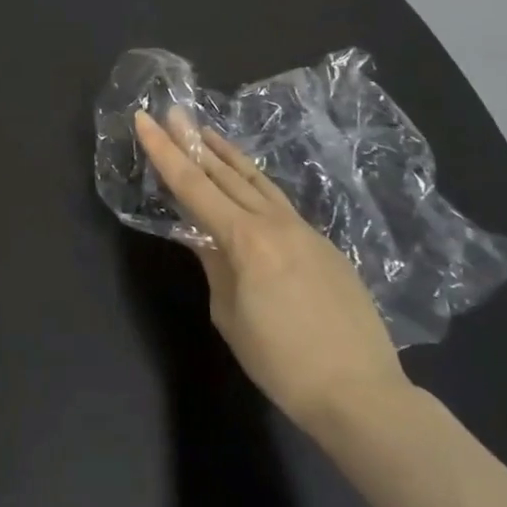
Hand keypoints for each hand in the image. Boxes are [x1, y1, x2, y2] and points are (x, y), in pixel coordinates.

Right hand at [133, 108, 408, 432]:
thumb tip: (200, 235)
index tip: (144, 119)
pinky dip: (254, 183)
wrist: (362, 394)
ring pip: (258, 181)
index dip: (164, 151)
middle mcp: (275, 223)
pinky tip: (247, 184)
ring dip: (227, 154)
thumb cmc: (282, 363)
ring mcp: (305, 231)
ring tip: (205, 132)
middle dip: (193, 141)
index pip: (193, 186)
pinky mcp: (324, 245)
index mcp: (245, 239)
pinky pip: (279, 203)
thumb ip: (214, 265)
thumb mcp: (230, 315)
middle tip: (172, 113)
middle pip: (225, 173)